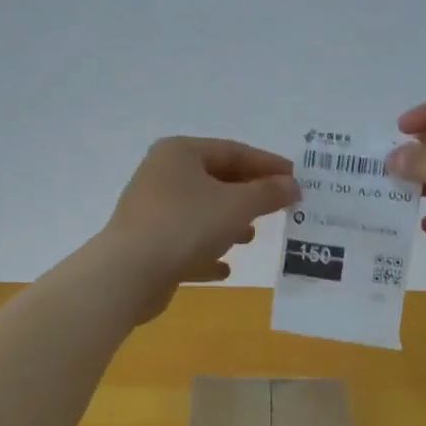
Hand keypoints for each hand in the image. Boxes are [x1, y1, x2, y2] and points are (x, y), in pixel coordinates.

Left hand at [95, 138, 299, 322]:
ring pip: (201, 212)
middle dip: (249, 195)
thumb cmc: (186, 226)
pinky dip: (207, 252)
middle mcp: (162, 175)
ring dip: (229, 223)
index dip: (268, 164)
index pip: (234, 151)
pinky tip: (225, 269)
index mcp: (180, 153)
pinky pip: (186, 243)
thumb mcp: (237, 205)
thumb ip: (268, 193)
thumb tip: (292, 185)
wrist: (129, 274)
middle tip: (279, 208)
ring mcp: (152, 211)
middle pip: (216, 180)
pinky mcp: (148, 244)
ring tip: (251, 237)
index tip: (297, 179)